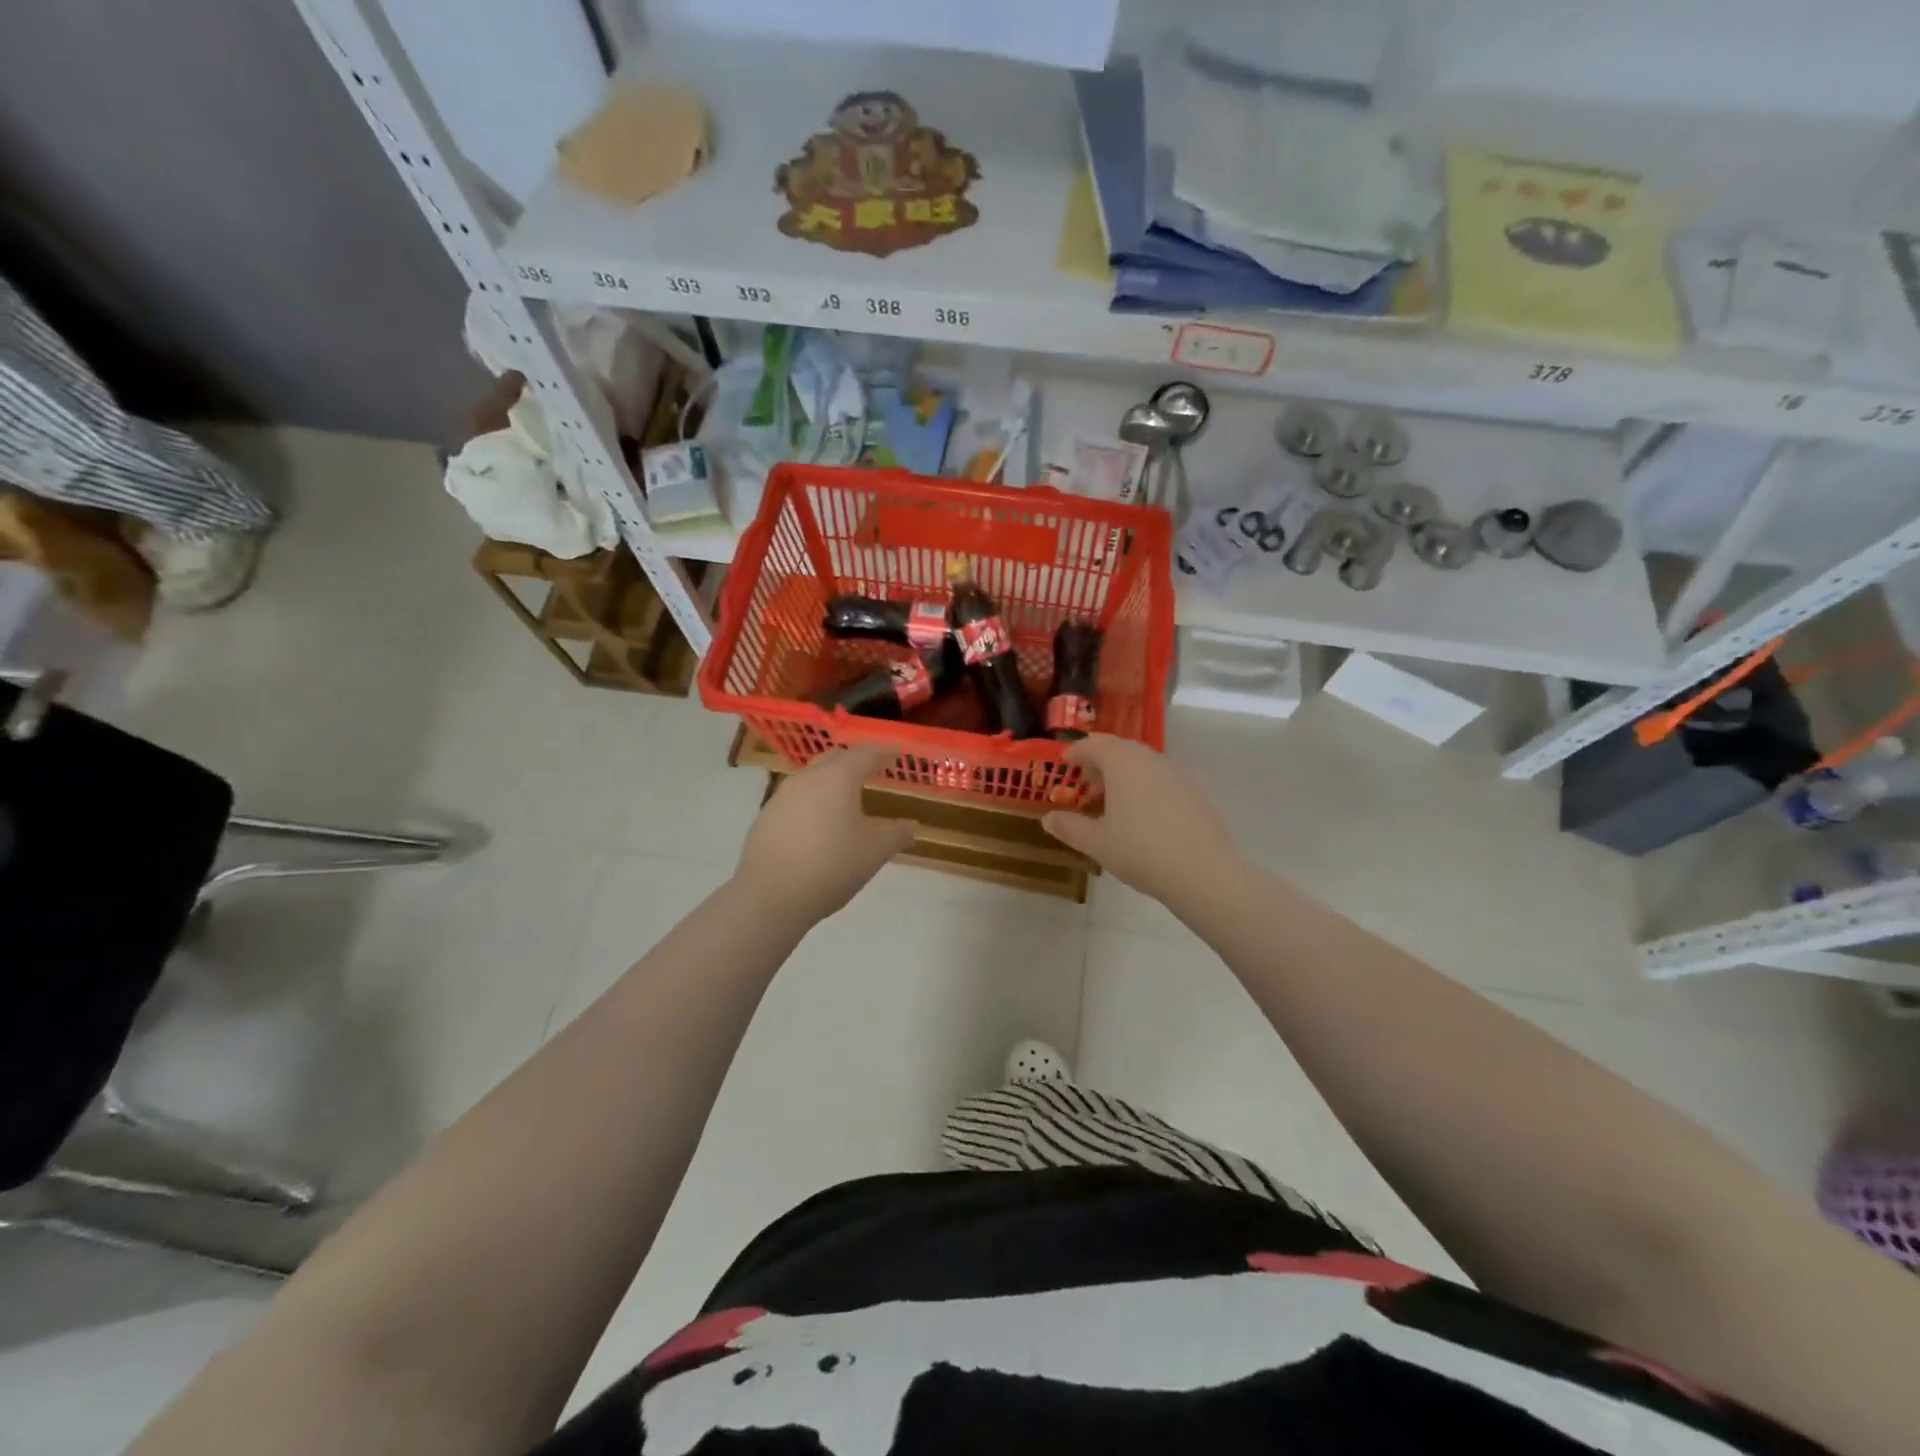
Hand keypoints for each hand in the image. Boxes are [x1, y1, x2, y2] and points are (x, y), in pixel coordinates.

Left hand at [733, 745, 914, 922]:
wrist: (770, 895)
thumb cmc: (831, 866)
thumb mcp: (874, 853)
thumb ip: (895, 836)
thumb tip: (910, 828)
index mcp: (838, 778)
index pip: (865, 754)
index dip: (883, 753)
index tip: (896, 755)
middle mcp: (808, 778)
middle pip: (834, 759)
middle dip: (854, 761)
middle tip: (871, 771)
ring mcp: (782, 796)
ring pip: (811, 778)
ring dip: (830, 782)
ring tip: (844, 800)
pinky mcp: (765, 817)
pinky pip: (795, 800)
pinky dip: (811, 803)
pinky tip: (817, 825)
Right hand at [1042, 735, 1242, 914]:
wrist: (1204, 872)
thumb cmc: (1140, 851)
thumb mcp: (1096, 842)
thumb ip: (1069, 827)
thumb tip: (1048, 818)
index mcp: (1123, 762)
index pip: (1093, 744)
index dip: (1075, 752)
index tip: (1064, 762)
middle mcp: (1151, 758)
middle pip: (1120, 749)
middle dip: (1100, 762)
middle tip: (1086, 784)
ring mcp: (1178, 773)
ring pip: (1143, 763)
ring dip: (1124, 775)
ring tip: (1113, 802)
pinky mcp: (1197, 791)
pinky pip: (1163, 779)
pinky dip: (1146, 787)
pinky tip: (1144, 815)